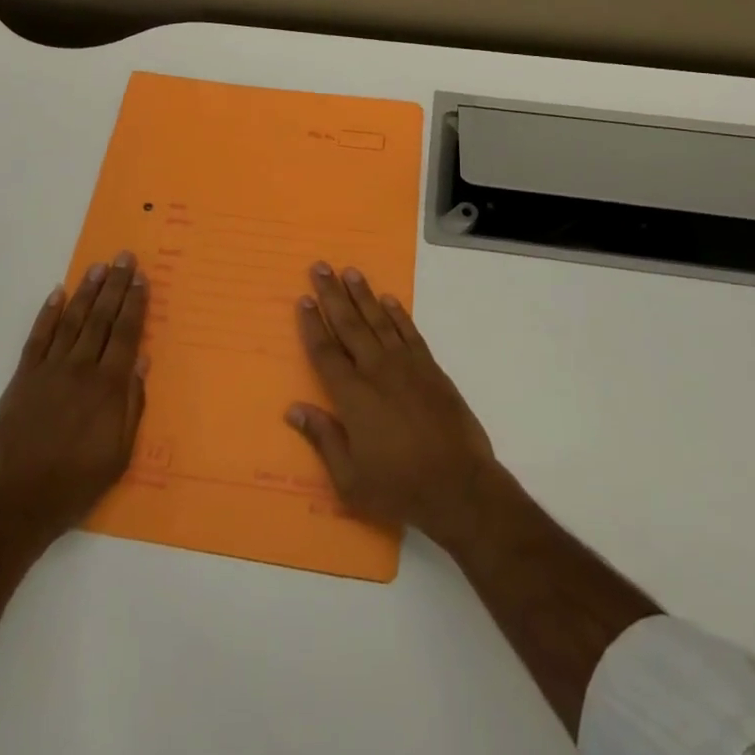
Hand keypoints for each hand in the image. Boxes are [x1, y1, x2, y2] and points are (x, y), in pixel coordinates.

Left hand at [0, 253, 148, 550]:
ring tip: (98, 267)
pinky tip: (57, 294)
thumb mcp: (118, 456)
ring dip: (87, 291)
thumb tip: (142, 361)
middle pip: (102, 318)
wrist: (12, 506)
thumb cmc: (73, 486)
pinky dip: (47, 314)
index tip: (141, 277)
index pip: (126, 333)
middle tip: (124, 257)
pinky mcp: (22, 379)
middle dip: (115, 285)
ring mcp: (49, 371)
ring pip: (72, 320)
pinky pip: (37, 338)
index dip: (135, 303)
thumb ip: (132, 406)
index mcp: (108, 387)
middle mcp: (81, 369)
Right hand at [286, 261, 496, 544]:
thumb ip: (323, 439)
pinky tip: (389, 300)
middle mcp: (377, 371)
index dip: (312, 325)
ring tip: (350, 271)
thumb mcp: (350, 479)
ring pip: (379, 320)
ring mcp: (406, 366)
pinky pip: (410, 332)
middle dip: (333, 294)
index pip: (325, 352)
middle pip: (349, 324)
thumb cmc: (399, 488)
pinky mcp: (431, 369)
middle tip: (320, 267)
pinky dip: (398, 314)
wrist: (460, 486)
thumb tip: (294, 409)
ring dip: (363, 295)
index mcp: (352, 396)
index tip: (304, 300)